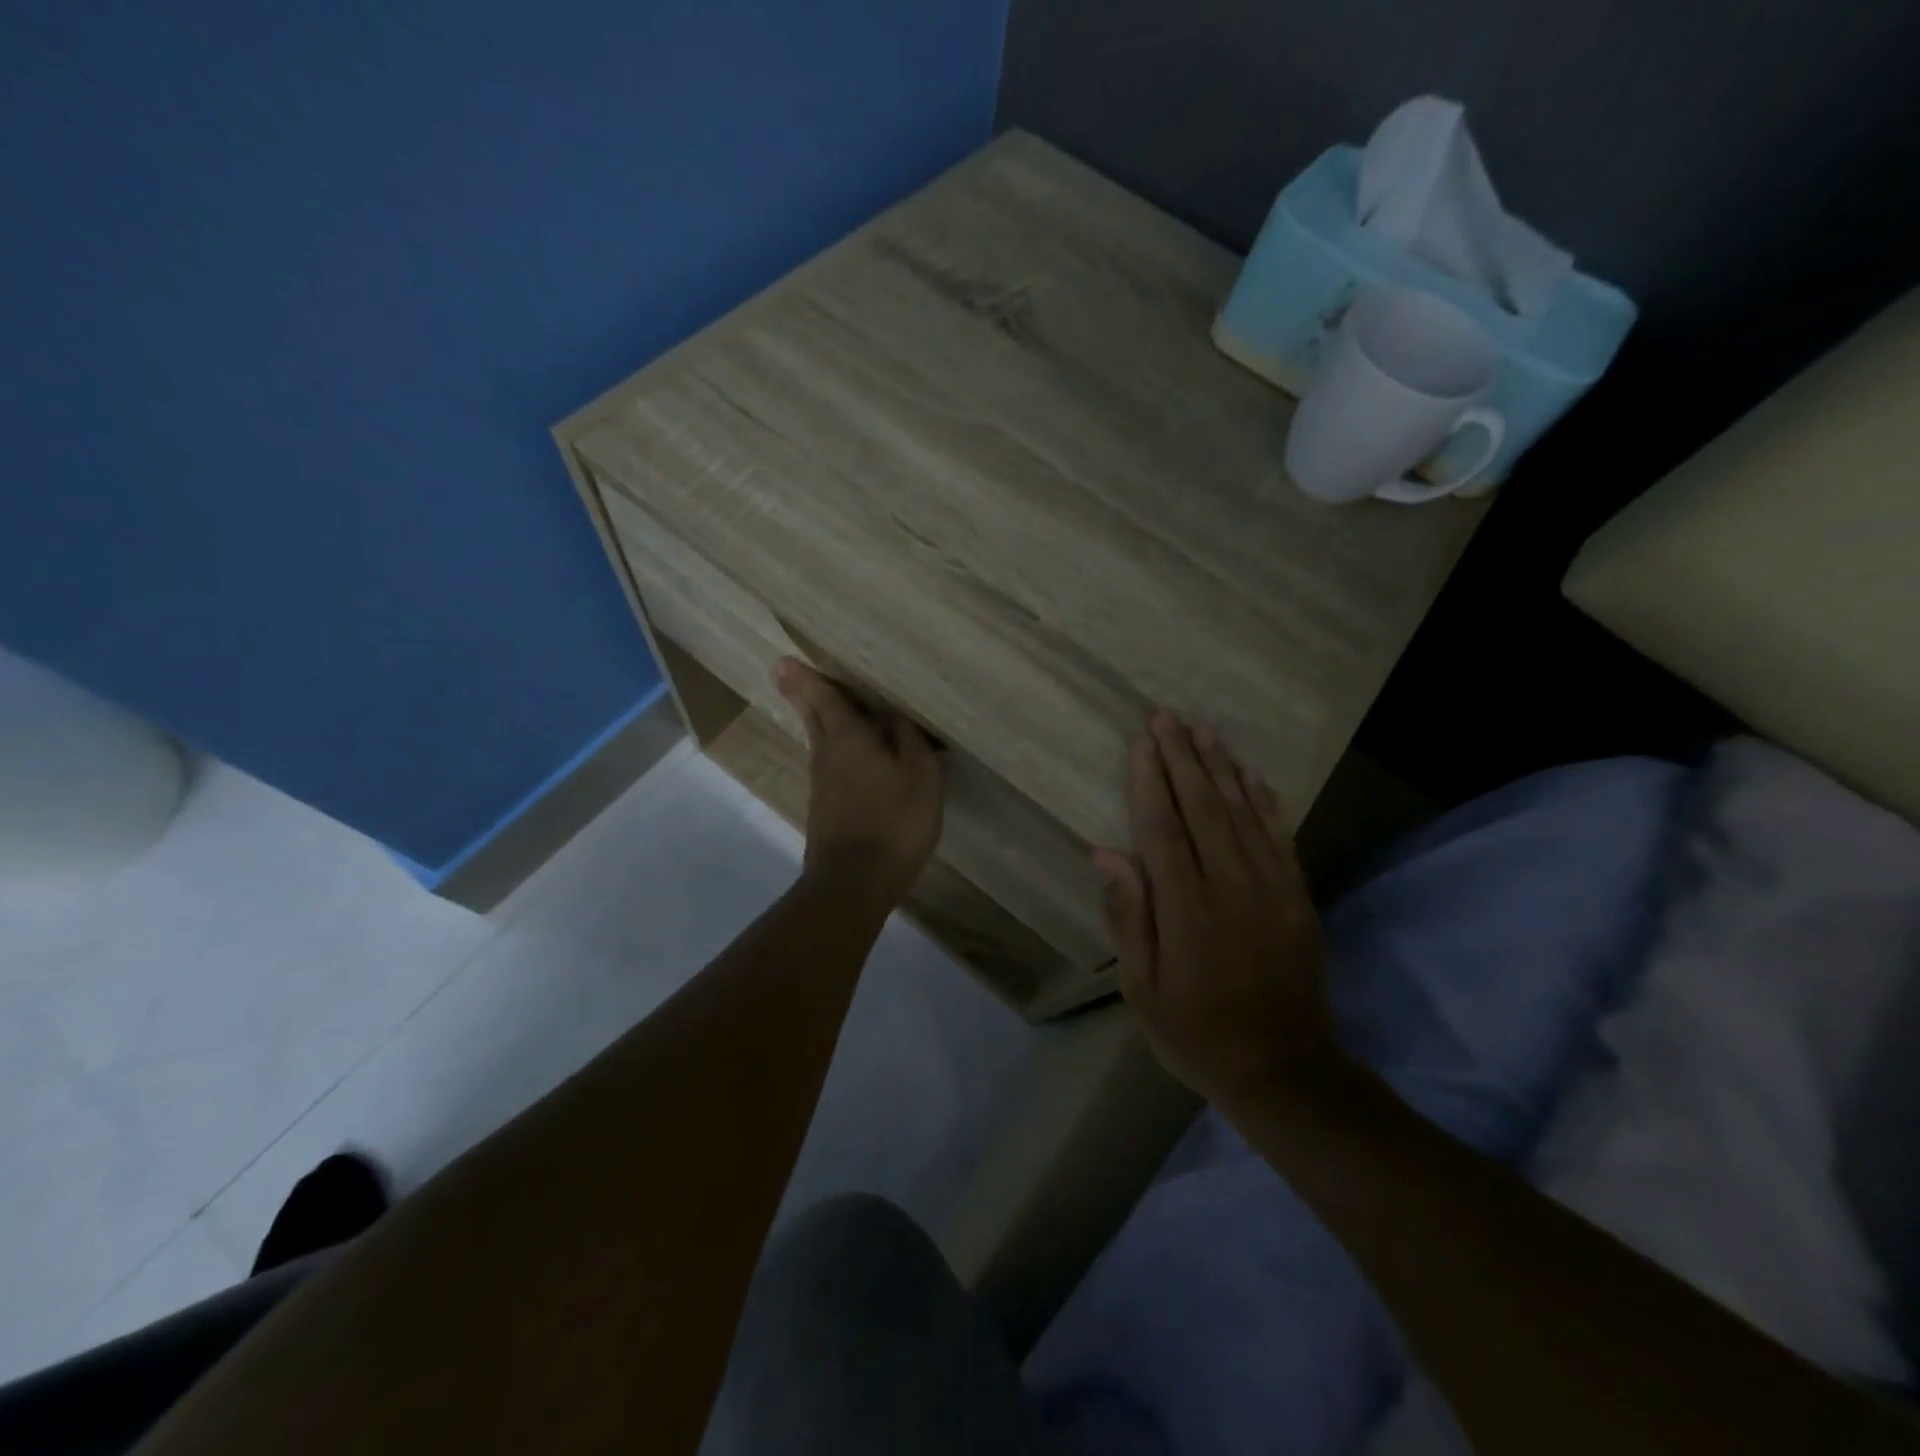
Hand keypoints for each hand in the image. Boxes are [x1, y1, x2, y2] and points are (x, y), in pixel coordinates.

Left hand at [773, 657, 942, 905]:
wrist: (854, 883)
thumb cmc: (893, 822)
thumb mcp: (920, 776)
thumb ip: (909, 741)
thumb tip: (895, 715)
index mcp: (849, 738)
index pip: (825, 698)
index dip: (807, 679)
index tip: (783, 661)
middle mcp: (827, 755)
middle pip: (813, 718)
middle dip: (803, 695)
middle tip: (788, 674)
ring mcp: (822, 785)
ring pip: (820, 743)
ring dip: (820, 722)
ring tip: (829, 708)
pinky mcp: (825, 810)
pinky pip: (829, 767)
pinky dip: (835, 752)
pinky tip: (851, 759)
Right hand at [1097, 711, 1335, 1108]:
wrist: (1284, 1069)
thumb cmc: (1196, 1032)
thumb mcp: (1142, 989)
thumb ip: (1128, 917)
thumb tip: (1107, 854)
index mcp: (1186, 910)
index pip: (1163, 829)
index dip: (1150, 781)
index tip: (1141, 743)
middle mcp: (1230, 887)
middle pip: (1204, 807)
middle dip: (1182, 758)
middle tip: (1166, 717)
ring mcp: (1272, 888)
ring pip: (1244, 812)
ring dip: (1221, 767)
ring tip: (1202, 731)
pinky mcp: (1298, 897)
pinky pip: (1280, 836)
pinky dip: (1264, 800)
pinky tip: (1250, 774)